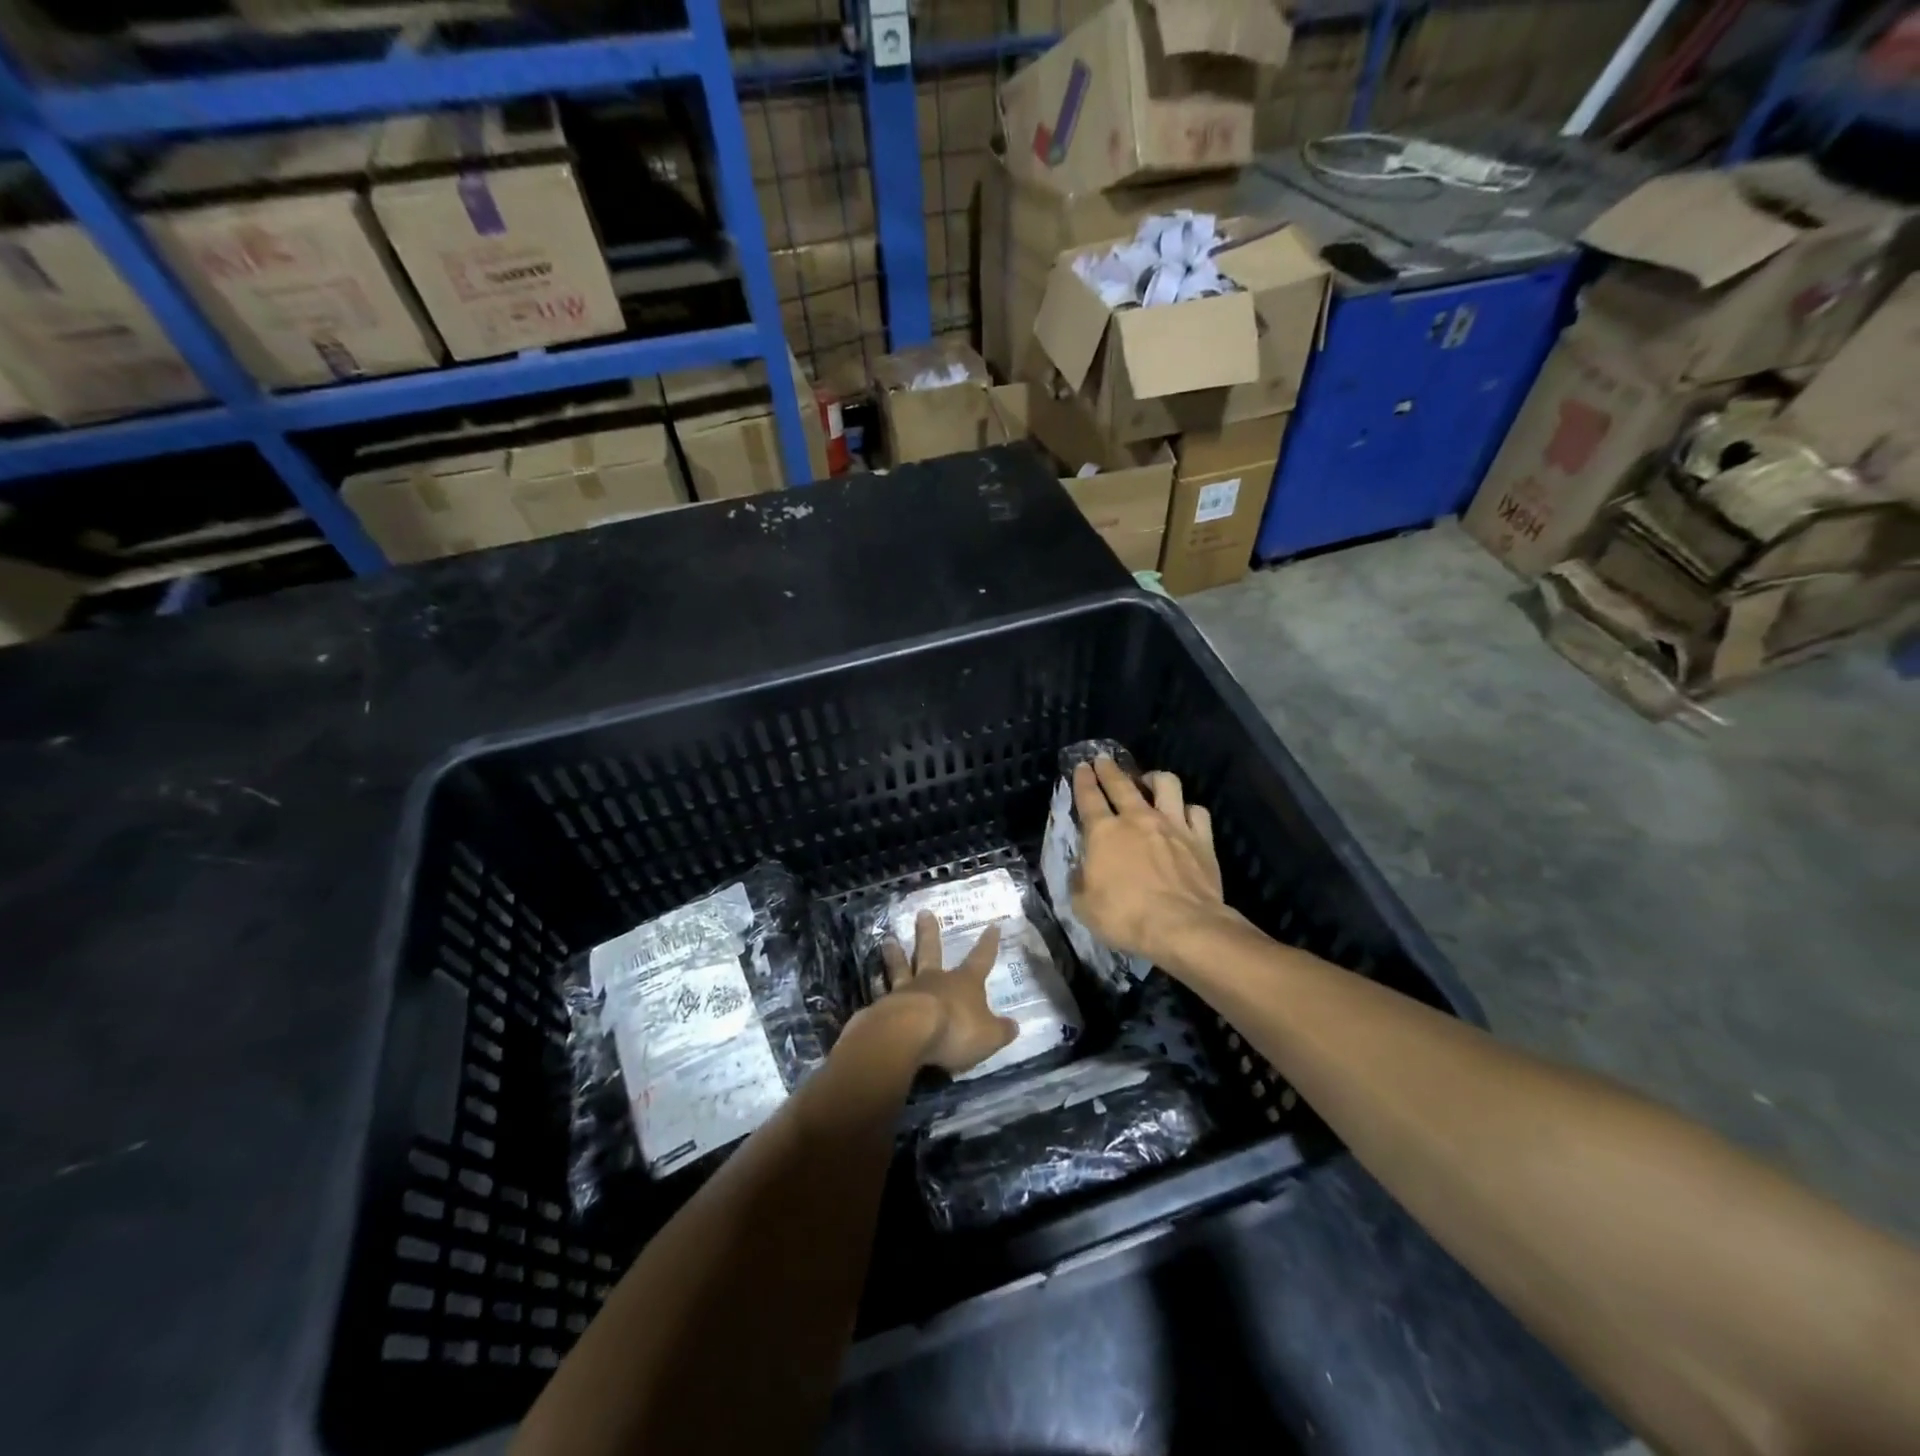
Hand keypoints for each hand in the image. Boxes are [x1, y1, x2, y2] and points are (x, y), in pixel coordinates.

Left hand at [874, 912, 1018, 1074]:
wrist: (908, 1034)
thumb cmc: (955, 1031)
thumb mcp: (988, 1036)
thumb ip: (1001, 1031)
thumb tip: (1014, 1026)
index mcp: (963, 983)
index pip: (980, 959)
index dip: (988, 944)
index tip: (992, 926)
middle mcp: (934, 980)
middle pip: (931, 951)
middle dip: (929, 932)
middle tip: (923, 913)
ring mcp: (906, 990)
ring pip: (901, 966)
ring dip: (895, 953)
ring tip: (888, 939)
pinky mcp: (883, 1006)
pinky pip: (881, 993)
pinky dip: (876, 986)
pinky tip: (870, 982)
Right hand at [1071, 758, 1231, 965]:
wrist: (1182, 926)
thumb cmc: (1125, 917)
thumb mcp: (1084, 906)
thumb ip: (1080, 882)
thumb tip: (1081, 871)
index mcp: (1104, 832)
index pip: (1089, 798)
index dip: (1083, 780)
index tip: (1081, 766)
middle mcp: (1138, 819)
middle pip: (1122, 784)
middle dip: (1109, 769)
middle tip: (1103, 759)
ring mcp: (1173, 826)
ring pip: (1166, 785)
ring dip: (1155, 778)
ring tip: (1149, 780)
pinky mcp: (1201, 839)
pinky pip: (1197, 811)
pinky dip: (1188, 809)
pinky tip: (1184, 814)